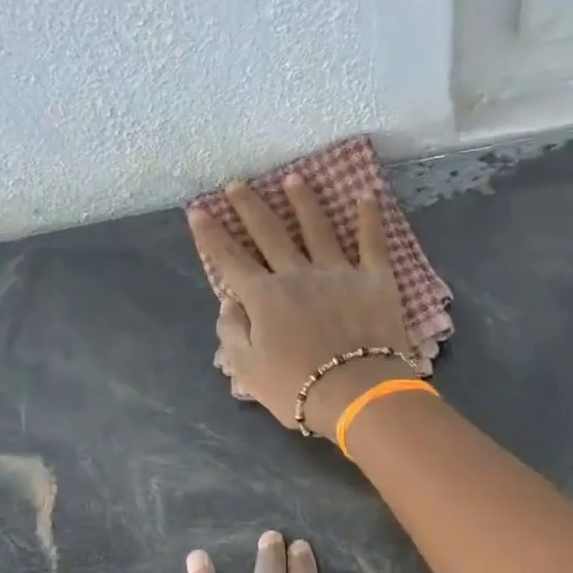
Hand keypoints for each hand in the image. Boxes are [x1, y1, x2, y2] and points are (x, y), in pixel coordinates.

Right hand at [190, 178, 418, 433]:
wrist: (356, 393)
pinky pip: (372, 242)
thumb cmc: (297, 388)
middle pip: (269, 233)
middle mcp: (297, 274)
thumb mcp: (248, 370)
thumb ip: (232, 333)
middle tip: (237, 184)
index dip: (211, 235)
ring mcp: (338, 272)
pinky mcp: (374, 279)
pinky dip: (369, 218)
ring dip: (303, 201)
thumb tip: (229, 302)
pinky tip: (366, 195)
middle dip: (249, 207)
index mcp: (264, 297)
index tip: (197, 210)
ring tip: (294, 179)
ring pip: (317, 227)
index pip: (230, 259)